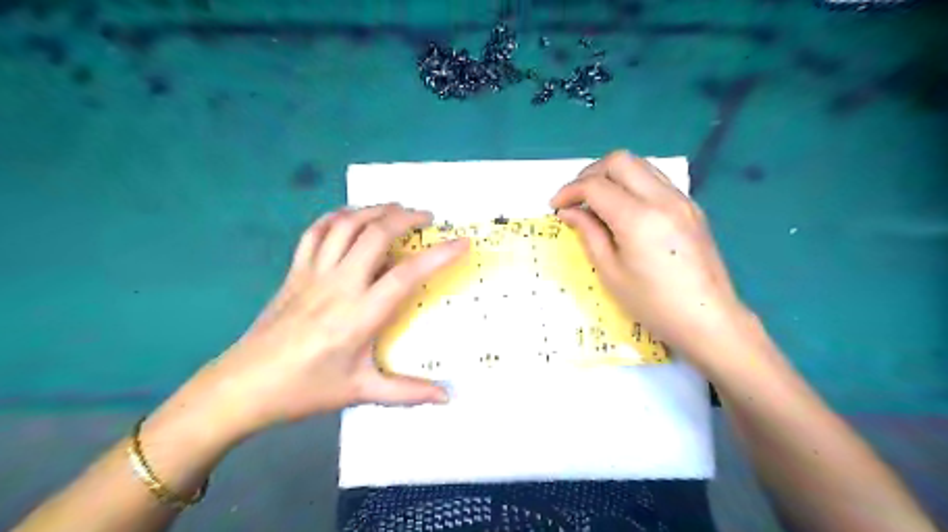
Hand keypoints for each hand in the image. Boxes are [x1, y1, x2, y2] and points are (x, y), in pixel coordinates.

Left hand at [181, 204, 464, 439]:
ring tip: (396, 209)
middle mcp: (339, 285)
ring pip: (347, 225)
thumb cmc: (304, 390)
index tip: (461, 242)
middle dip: (406, 218)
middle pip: (376, 234)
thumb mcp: (359, 391)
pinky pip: (316, 232)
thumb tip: (447, 397)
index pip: (407, 274)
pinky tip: (352, 217)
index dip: (438, 255)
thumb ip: (407, 392)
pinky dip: (338, 216)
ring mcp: (313, 273)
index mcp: (359, 315)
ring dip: (375, 210)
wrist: (241, 387)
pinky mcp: (295, 271)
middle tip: (428, 218)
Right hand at [553, 152, 752, 372]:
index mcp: (638, 218)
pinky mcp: (691, 207)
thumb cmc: (652, 303)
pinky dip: (633, 183)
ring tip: (597, 200)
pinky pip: (656, 180)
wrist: (708, 319)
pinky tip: (625, 208)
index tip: (556, 206)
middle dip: (590, 173)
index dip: (570, 191)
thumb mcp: (610, 272)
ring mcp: (681, 200)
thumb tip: (569, 211)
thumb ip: (588, 233)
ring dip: (613, 175)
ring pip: (640, 164)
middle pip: (619, 161)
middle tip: (576, 197)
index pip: (596, 185)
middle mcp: (662, 199)